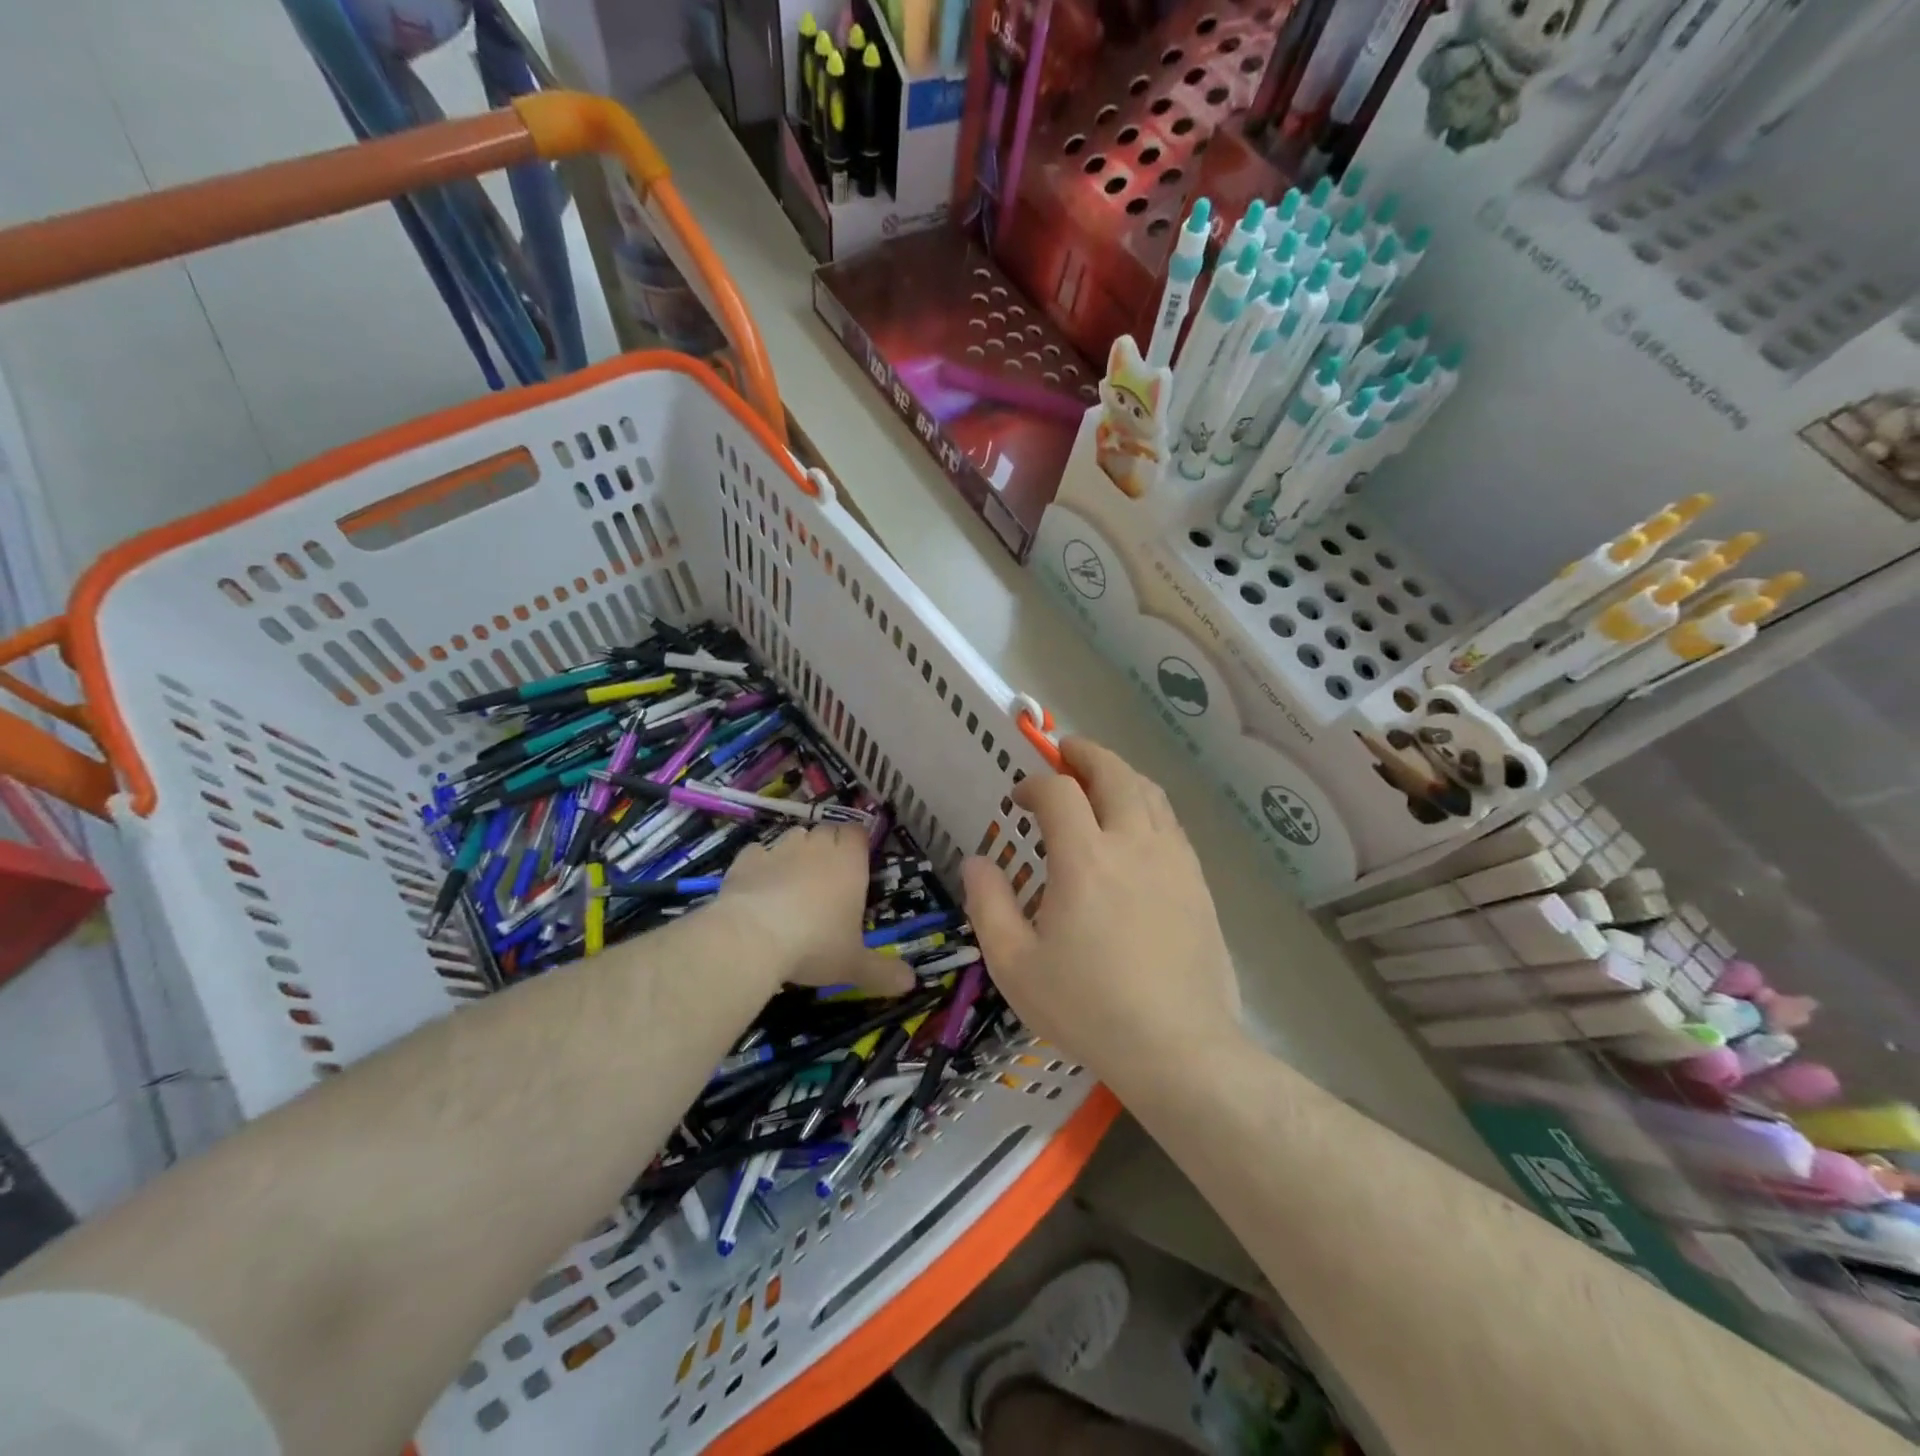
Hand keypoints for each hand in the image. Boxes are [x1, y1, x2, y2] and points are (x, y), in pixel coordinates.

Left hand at [719, 825, 913, 997]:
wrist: (752, 937)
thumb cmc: (815, 945)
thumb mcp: (853, 964)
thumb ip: (883, 972)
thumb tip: (912, 983)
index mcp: (849, 863)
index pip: (858, 833)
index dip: (857, 844)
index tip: (856, 862)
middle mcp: (817, 847)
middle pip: (828, 831)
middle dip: (829, 846)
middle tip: (828, 876)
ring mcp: (780, 849)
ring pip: (794, 836)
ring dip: (797, 851)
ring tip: (794, 879)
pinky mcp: (747, 859)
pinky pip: (758, 852)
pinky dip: (761, 864)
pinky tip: (759, 886)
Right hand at [961, 738, 1239, 1086]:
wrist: (1178, 1047)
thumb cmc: (1088, 1007)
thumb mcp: (1015, 964)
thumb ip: (988, 905)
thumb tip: (976, 861)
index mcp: (1085, 859)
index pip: (1059, 792)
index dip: (1036, 784)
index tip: (1020, 798)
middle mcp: (1133, 844)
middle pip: (1115, 773)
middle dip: (1086, 754)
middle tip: (1066, 752)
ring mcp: (1174, 861)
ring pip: (1150, 793)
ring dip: (1121, 774)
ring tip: (1101, 780)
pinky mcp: (1198, 882)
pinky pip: (1172, 824)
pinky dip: (1148, 806)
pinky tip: (1137, 828)